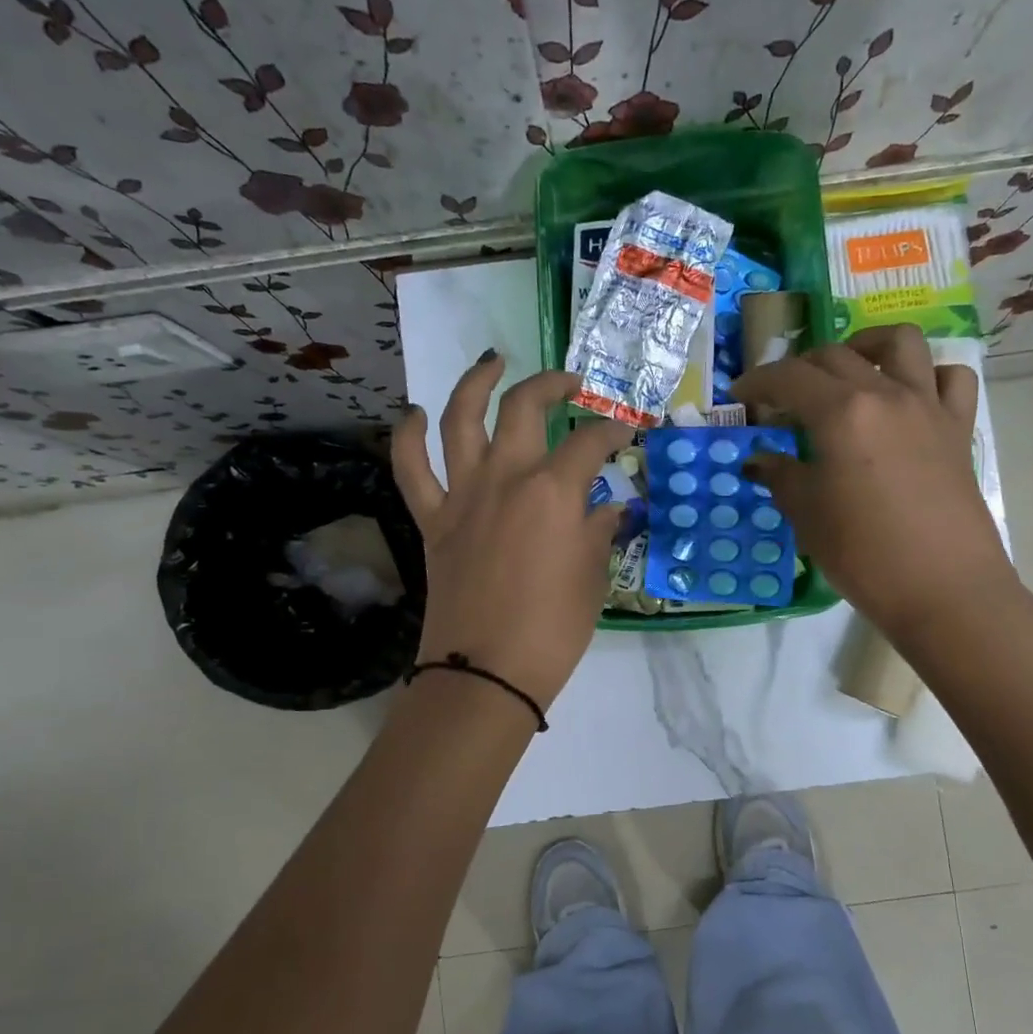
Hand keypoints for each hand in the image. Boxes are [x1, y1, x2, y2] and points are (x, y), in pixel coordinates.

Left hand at [392, 355, 632, 710]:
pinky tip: (414, 415)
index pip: (591, 444)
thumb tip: (607, 507)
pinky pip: (410, 468)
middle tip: (571, 384)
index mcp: (554, 491)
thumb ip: (599, 531)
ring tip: (492, 361)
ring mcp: (463, 494)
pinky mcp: (432, 519)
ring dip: (475, 382)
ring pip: (459, 418)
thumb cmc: (553, 630)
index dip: (613, 433)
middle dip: (552, 385)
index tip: (626, 434)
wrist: (487, 671)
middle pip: (524, 408)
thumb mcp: (592, 577)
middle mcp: (506, 477)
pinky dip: (407, 436)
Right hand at [730, 324, 1013, 637]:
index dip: (757, 382)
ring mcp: (928, 406)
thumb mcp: (808, 516)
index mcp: (842, 413)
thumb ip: (780, 476)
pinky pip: (950, 378)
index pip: (789, 377)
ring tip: (848, 372)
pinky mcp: (959, 428)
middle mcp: (886, 394)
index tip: (739, 397)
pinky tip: (908, 397)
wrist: (943, 590)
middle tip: (782, 400)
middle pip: (834, 356)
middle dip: (799, 370)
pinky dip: (926, 375)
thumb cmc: (863, 555)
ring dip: (865, 347)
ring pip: (900, 342)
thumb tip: (759, 459)